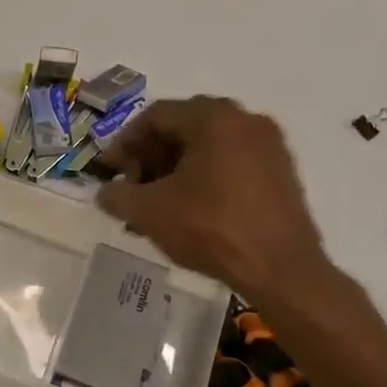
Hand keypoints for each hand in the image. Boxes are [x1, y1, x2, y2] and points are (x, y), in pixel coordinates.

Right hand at [98, 95, 335, 301]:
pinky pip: (231, 162)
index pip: (155, 116)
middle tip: (133, 187)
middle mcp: (244, 119)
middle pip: (182, 127)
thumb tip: (105, 192)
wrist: (281, 269)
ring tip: (158, 204)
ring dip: (176, 169)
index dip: (124, 143)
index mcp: (212, 117)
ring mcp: (268, 144)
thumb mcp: (150, 211)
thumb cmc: (211, 228)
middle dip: (150, 157)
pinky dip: (204, 177)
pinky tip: (190, 209)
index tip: (110, 171)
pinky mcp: (281, 171)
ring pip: (208, 146)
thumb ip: (118, 195)